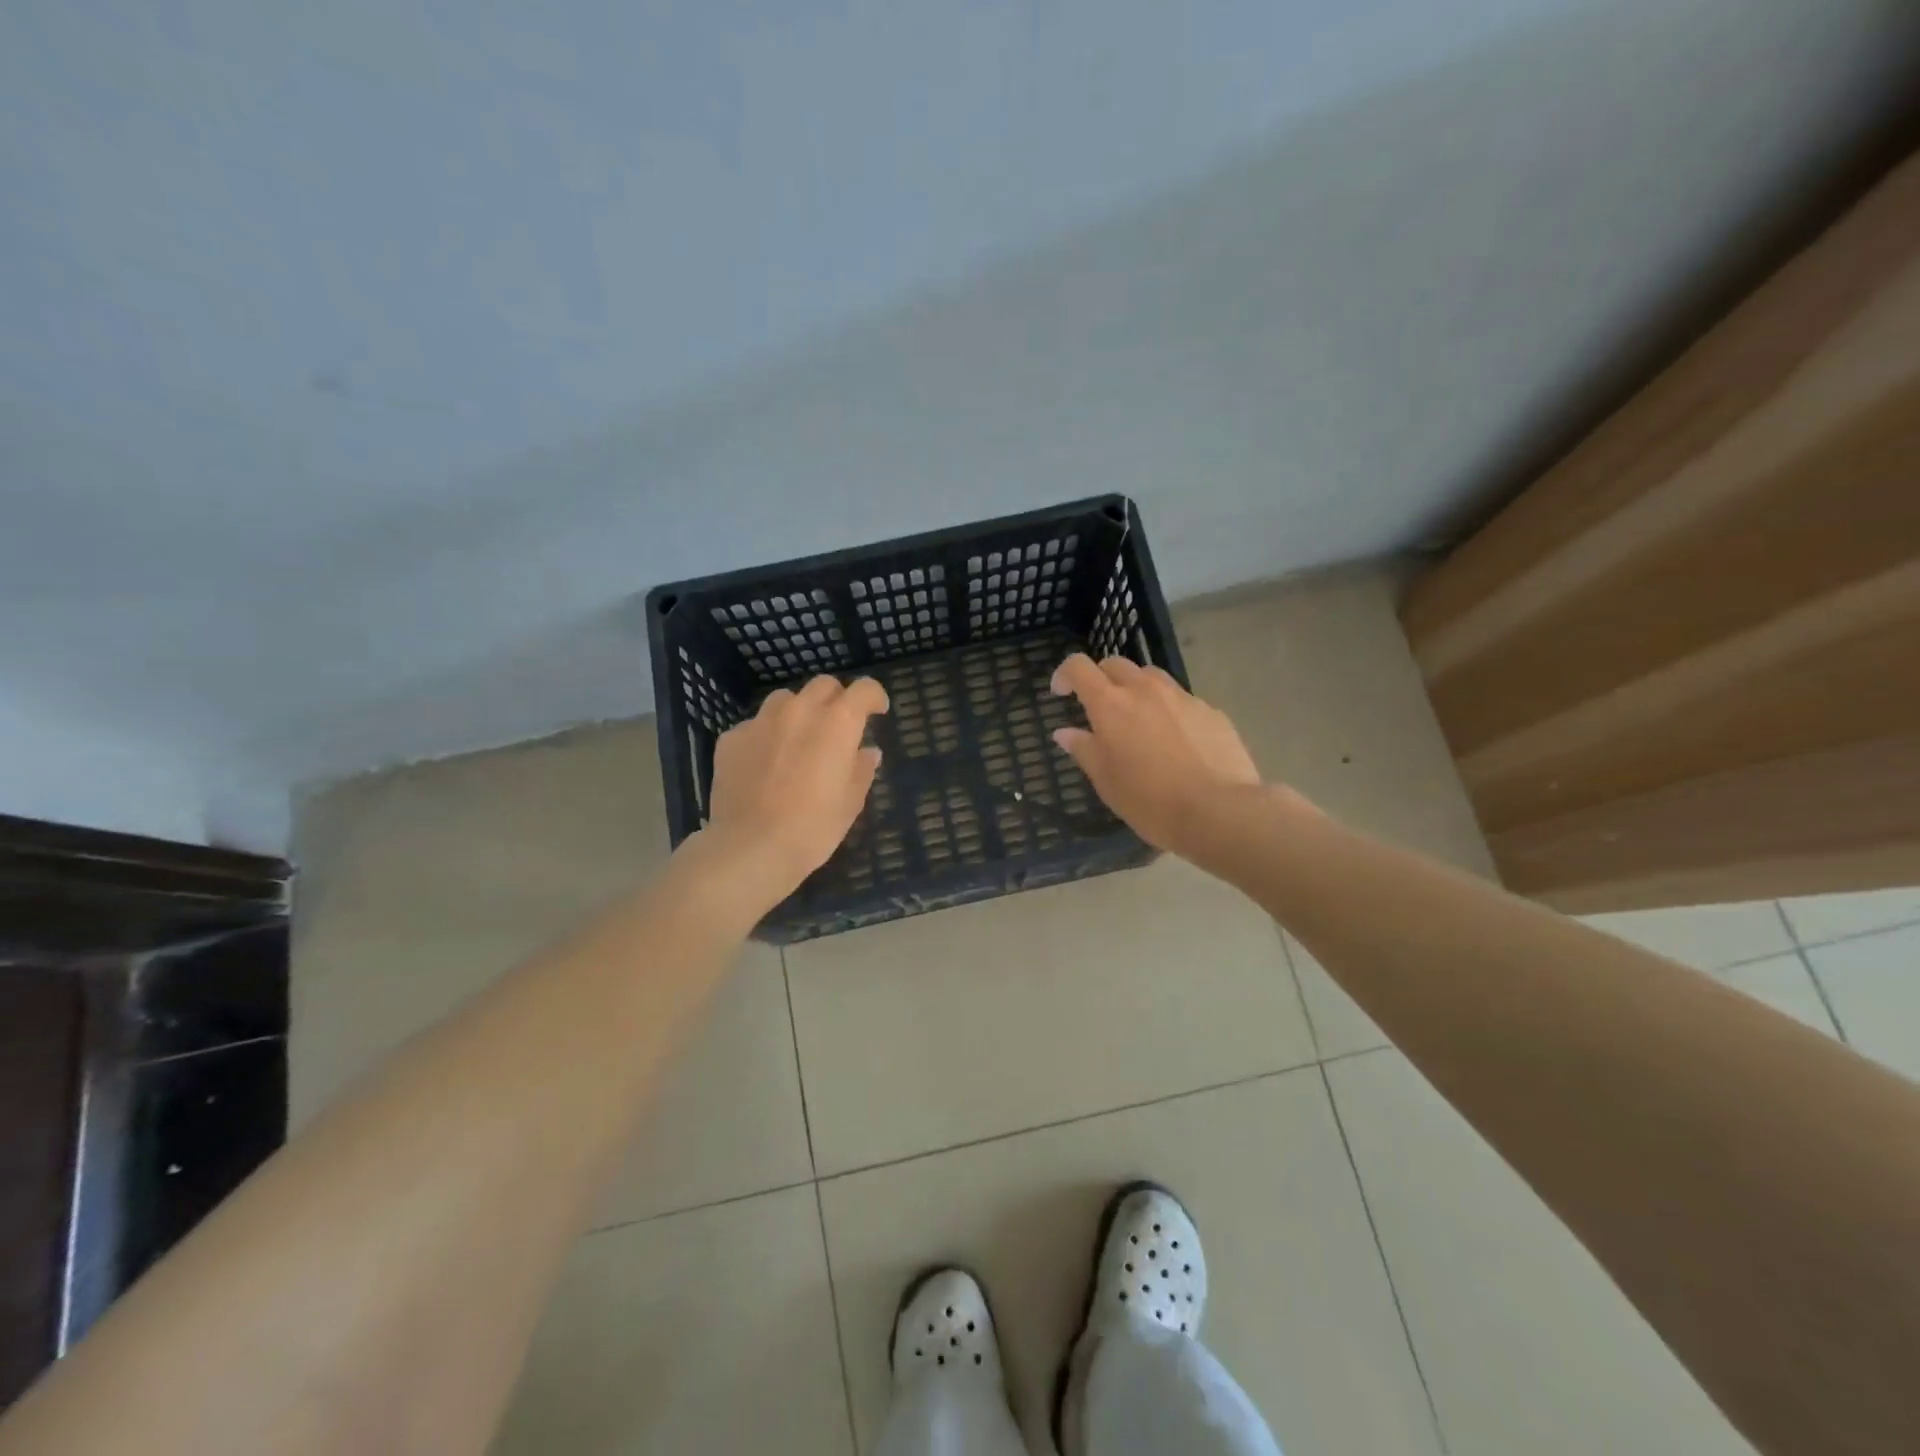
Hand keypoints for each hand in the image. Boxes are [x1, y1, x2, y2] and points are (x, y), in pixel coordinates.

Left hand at [695, 675, 889, 908]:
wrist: (750, 847)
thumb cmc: (813, 828)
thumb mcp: (851, 803)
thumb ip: (861, 769)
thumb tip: (868, 752)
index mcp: (837, 723)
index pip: (864, 689)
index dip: (874, 697)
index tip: (877, 711)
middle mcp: (800, 710)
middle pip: (823, 685)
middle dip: (836, 699)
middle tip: (839, 727)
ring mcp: (761, 721)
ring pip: (786, 699)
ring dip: (799, 712)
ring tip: (799, 740)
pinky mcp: (732, 738)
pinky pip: (755, 725)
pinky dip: (767, 736)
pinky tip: (765, 763)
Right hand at [1050, 653, 1261, 855]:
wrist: (1219, 811)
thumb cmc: (1150, 801)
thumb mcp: (1106, 781)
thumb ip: (1084, 750)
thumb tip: (1065, 732)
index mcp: (1111, 705)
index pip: (1079, 667)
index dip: (1065, 674)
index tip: (1061, 693)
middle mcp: (1145, 690)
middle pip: (1116, 664)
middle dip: (1101, 678)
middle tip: (1099, 707)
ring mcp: (1181, 697)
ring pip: (1151, 676)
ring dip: (1136, 688)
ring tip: (1138, 718)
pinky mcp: (1210, 711)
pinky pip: (1181, 699)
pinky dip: (1168, 709)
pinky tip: (1175, 740)